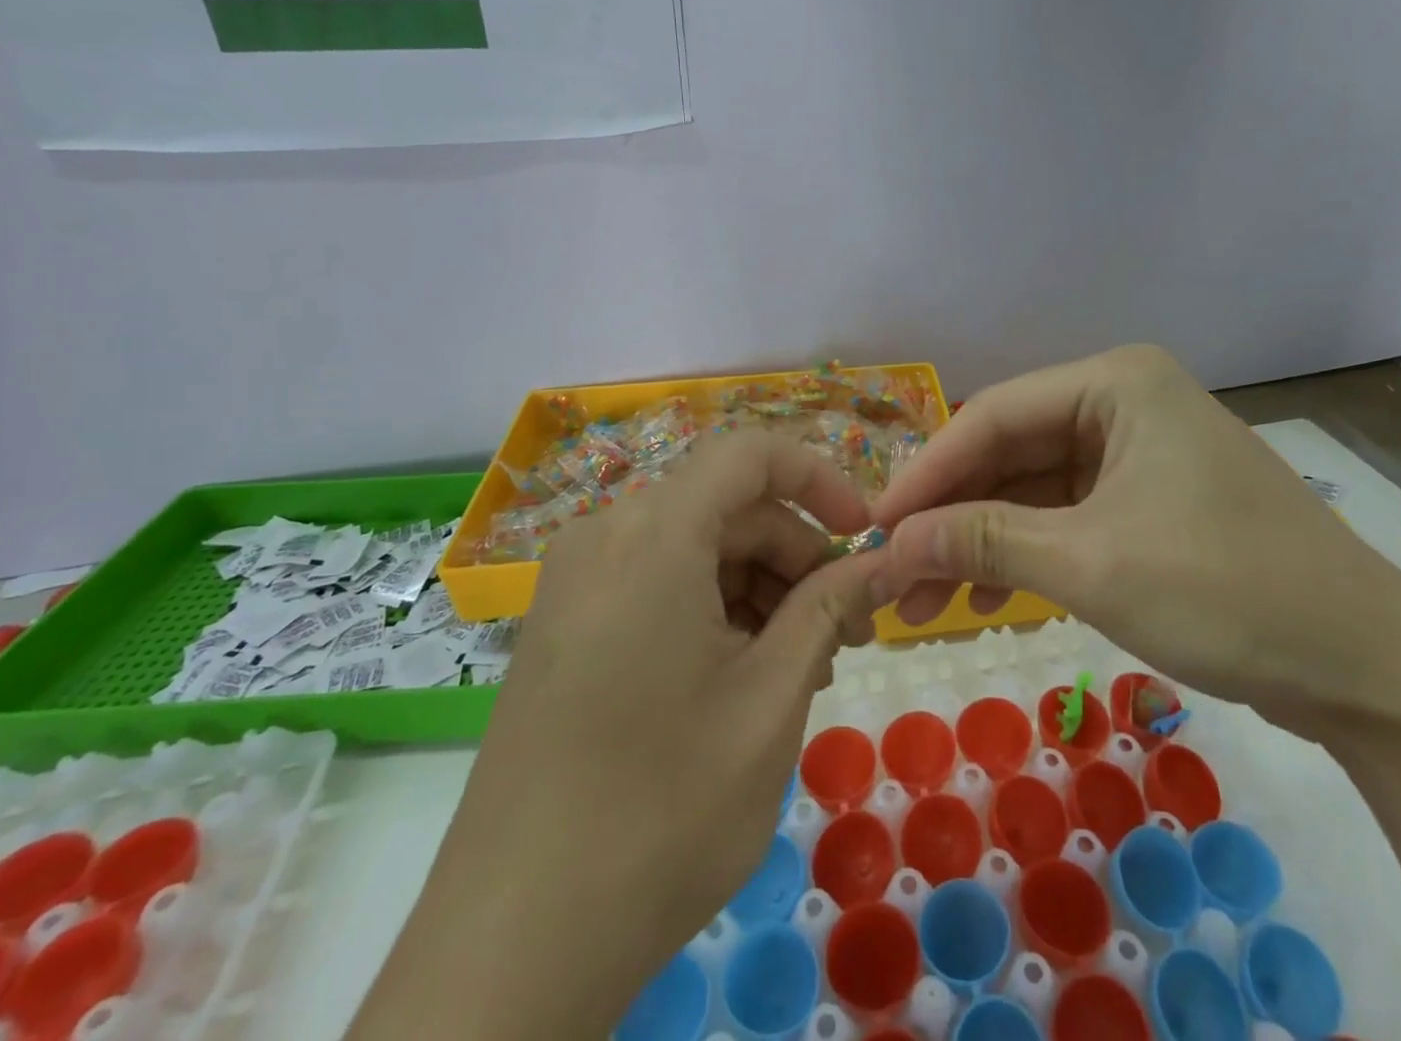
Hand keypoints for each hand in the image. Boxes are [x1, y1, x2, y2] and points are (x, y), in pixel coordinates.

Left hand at [404, 431, 884, 1036]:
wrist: (514, 946)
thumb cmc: (663, 808)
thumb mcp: (772, 697)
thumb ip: (832, 608)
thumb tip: (886, 562)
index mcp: (653, 533)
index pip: (751, 454)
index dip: (820, 479)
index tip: (865, 538)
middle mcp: (606, 537)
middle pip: (727, 507)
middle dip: (797, 554)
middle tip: (847, 627)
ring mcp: (576, 584)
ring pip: (697, 548)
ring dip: (761, 588)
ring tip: (804, 664)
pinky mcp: (565, 628)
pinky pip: (659, 584)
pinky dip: (715, 610)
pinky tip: (747, 676)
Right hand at [869, 345, 1400, 727]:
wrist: (1370, 670)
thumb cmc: (1228, 593)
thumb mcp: (1090, 563)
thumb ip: (983, 543)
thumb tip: (891, 545)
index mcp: (1114, 382)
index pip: (991, 416)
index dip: (927, 474)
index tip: (874, 528)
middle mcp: (1123, 401)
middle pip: (1009, 450)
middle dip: (952, 515)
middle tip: (896, 575)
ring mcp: (1138, 451)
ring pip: (1033, 487)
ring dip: (983, 541)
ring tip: (929, 603)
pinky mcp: (1150, 499)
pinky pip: (1066, 513)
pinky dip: (1026, 552)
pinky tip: (988, 597)